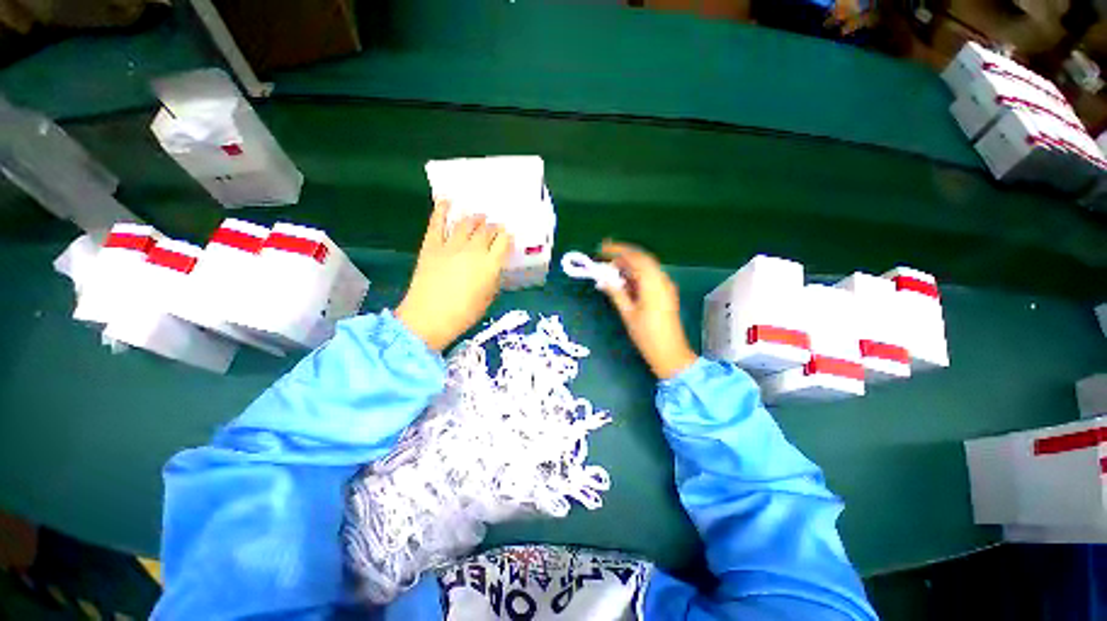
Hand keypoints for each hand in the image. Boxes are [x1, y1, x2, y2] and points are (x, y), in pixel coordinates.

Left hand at [396, 200, 511, 350]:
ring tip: (478, 215)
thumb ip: (493, 279)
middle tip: (495, 226)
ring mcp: (451, 246)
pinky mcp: (431, 246)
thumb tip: (493, 267)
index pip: (503, 242)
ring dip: (474, 217)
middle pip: (486, 230)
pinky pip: (437, 223)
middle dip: (493, 226)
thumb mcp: (487, 299)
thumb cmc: (463, 314)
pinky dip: (442, 210)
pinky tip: (447, 200)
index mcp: (489, 265)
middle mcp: (473, 251)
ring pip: (466, 223)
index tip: (508, 234)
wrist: (428, 318)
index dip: (507, 236)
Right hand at [599, 241, 696, 379]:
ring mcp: (666, 286)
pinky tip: (624, 281)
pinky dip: (636, 274)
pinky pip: (650, 276)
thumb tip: (604, 278)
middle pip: (642, 258)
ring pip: (646, 267)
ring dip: (628, 265)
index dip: (617, 250)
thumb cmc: (646, 335)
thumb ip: (616, 292)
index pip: (635, 257)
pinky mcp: (666, 292)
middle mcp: (662, 280)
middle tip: (604, 258)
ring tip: (610, 270)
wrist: (670, 353)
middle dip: (622, 255)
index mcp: (653, 283)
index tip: (601, 249)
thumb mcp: (627, 313)